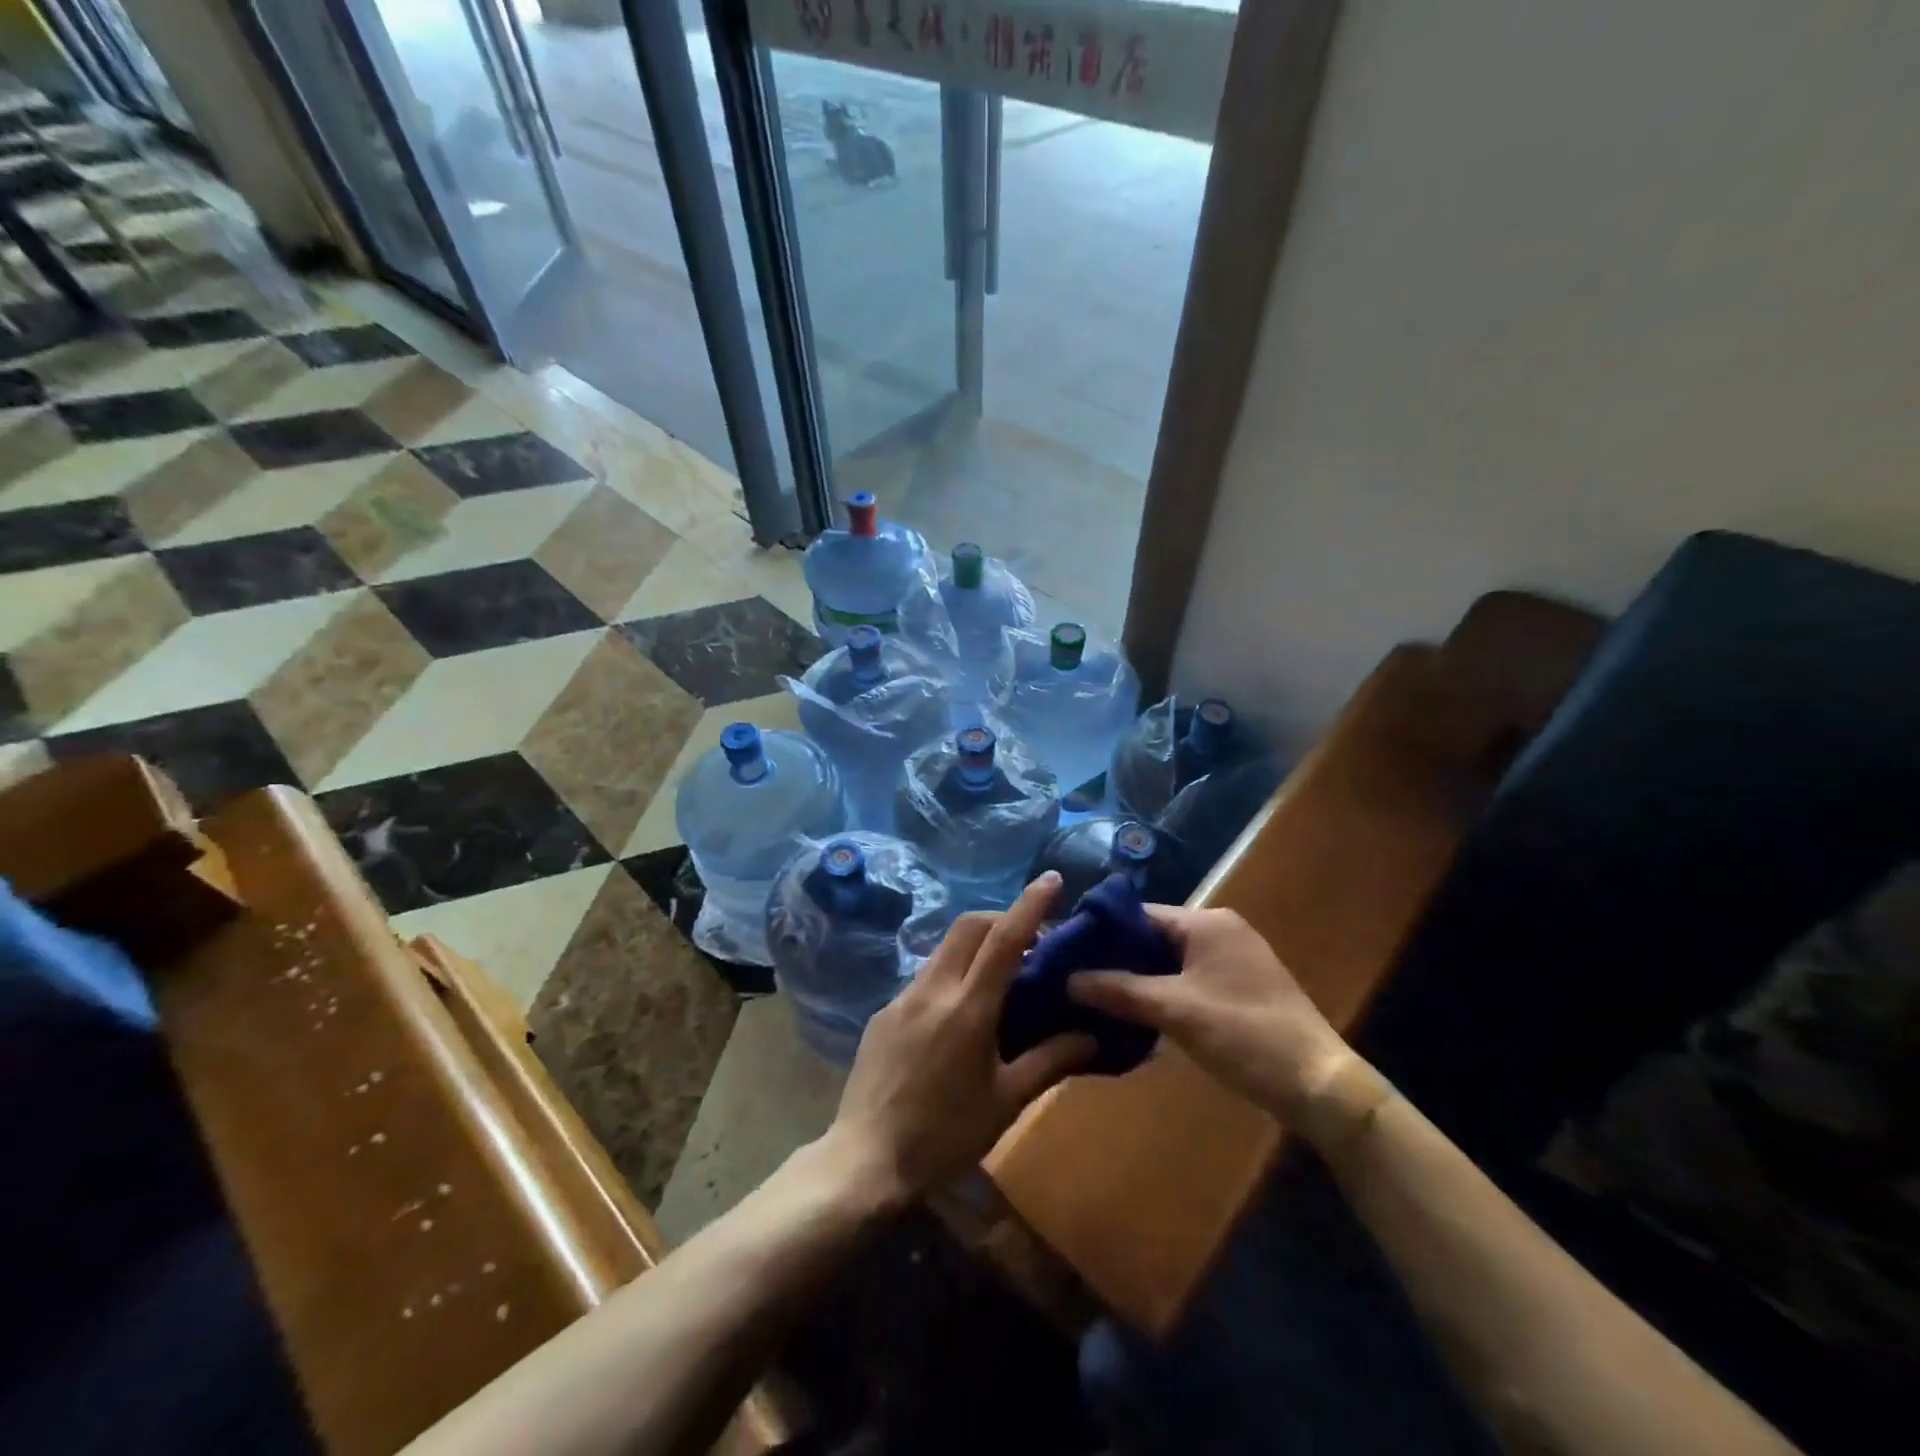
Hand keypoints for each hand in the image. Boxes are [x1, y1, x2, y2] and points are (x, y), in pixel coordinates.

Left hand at [822, 873, 1095, 1208]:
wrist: (866, 1159)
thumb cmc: (945, 1135)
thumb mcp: (1005, 1102)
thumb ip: (1049, 1061)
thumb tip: (1091, 1035)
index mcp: (968, 1008)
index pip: (1005, 939)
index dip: (1030, 905)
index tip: (1052, 879)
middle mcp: (932, 989)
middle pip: (968, 927)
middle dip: (1001, 918)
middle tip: (1030, 939)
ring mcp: (902, 997)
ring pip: (944, 948)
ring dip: (975, 945)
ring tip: (999, 975)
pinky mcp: (883, 1012)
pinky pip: (924, 977)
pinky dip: (951, 973)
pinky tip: (959, 1012)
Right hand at [1068, 905, 1354, 1126]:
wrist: (1318, 1084)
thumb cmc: (1244, 1034)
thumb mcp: (1175, 1010)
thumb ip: (1119, 990)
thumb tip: (1068, 979)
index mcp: (1206, 922)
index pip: (1139, 914)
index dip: (1101, 933)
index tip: (1066, 954)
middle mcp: (1220, 930)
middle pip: (1153, 936)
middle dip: (1117, 958)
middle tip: (1076, 980)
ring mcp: (1232, 959)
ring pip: (1169, 960)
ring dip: (1138, 978)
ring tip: (1096, 998)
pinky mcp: (1239, 987)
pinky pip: (1188, 978)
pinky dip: (1162, 991)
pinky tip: (1136, 1014)